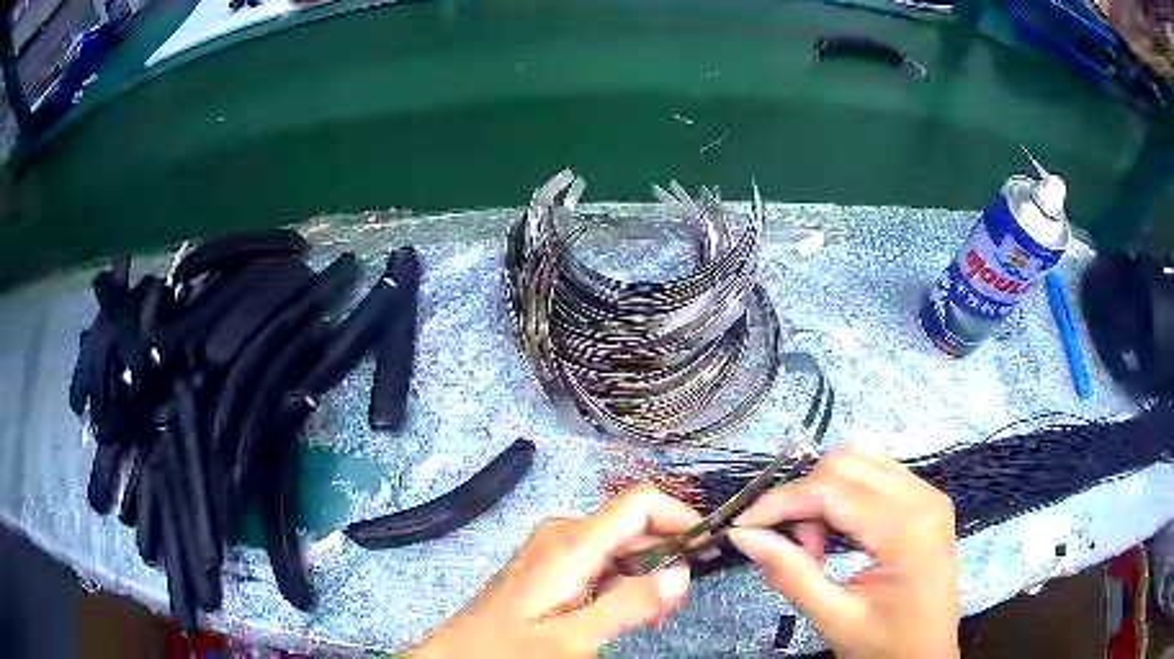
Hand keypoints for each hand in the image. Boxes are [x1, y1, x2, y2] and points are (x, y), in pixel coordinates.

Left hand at [412, 485, 702, 657]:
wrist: (461, 654)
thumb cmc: (511, 648)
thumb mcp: (573, 637)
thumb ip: (628, 605)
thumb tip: (681, 573)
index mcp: (572, 543)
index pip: (640, 503)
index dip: (680, 517)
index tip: (707, 549)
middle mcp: (565, 533)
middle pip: (635, 527)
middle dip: (666, 559)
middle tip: (671, 607)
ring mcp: (556, 547)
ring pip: (621, 546)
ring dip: (645, 576)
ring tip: (649, 617)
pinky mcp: (552, 563)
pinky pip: (601, 561)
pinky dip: (622, 582)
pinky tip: (622, 612)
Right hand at [728, 446, 958, 658]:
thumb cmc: (884, 646)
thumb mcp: (834, 618)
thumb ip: (789, 574)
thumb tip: (743, 535)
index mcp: (906, 528)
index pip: (832, 489)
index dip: (781, 502)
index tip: (743, 526)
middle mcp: (923, 497)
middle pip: (846, 463)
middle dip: (805, 498)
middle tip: (795, 550)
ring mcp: (928, 494)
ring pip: (861, 460)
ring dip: (825, 492)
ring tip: (817, 544)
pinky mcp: (926, 501)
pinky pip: (877, 474)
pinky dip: (846, 494)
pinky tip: (839, 532)